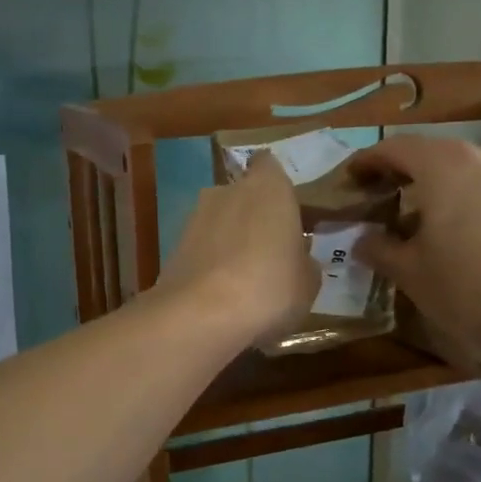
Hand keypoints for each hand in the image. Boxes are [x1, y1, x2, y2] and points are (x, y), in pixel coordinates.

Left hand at [155, 151, 318, 346]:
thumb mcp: (308, 282)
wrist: (201, 316)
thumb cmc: (270, 287)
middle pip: (243, 195)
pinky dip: (210, 264)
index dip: (277, 186)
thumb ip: (304, 261)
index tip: (287, 211)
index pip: (269, 165)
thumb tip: (296, 259)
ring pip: (219, 222)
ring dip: (229, 241)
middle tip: (270, 250)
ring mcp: (194, 217)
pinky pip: (201, 249)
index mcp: (269, 187)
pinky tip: (221, 293)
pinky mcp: (172, 247)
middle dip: (253, 216)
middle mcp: (227, 190)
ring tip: (244, 279)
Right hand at [350, 135, 480, 360]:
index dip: (367, 161)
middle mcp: (479, 155)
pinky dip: (459, 194)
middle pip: (428, 152)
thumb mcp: (410, 271)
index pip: (395, 148)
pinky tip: (450, 226)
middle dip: (399, 171)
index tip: (349, 179)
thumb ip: (379, 248)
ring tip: (412, 215)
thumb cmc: (465, 286)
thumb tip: (363, 240)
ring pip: (459, 167)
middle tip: (376, 196)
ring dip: (431, 184)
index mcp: (443, 164)